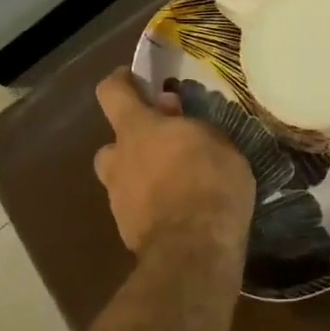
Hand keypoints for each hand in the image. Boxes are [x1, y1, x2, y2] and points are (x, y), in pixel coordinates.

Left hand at [93, 69, 254, 256]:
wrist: (194, 251)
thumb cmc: (210, 182)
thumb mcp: (217, 140)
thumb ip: (191, 124)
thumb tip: (171, 111)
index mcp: (138, 129)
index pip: (112, 93)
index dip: (120, 82)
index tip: (134, 79)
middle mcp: (120, 160)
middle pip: (112, 143)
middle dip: (133, 143)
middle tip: (164, 145)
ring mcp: (119, 199)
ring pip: (121, 179)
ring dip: (139, 176)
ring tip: (174, 183)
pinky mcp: (127, 232)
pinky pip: (135, 208)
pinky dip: (150, 206)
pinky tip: (178, 211)